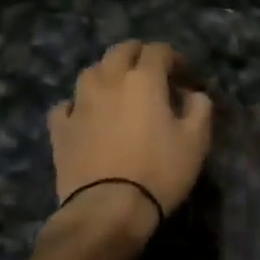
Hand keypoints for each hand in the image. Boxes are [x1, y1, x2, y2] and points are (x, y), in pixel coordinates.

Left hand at [48, 41, 212, 236]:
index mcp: (144, 80)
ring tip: (118, 89)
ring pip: (91, 72)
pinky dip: (78, 104)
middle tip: (151, 72)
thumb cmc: (159, 172)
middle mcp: (109, 82)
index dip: (173, 57)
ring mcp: (79, 104)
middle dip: (138, 55)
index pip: (158, 50)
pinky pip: (66, 105)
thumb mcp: (196, 141)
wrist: (108, 209)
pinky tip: (86, 116)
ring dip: (107, 73)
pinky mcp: (60, 128)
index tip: (184, 74)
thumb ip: (200, 108)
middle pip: (120, 51)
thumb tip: (192, 94)